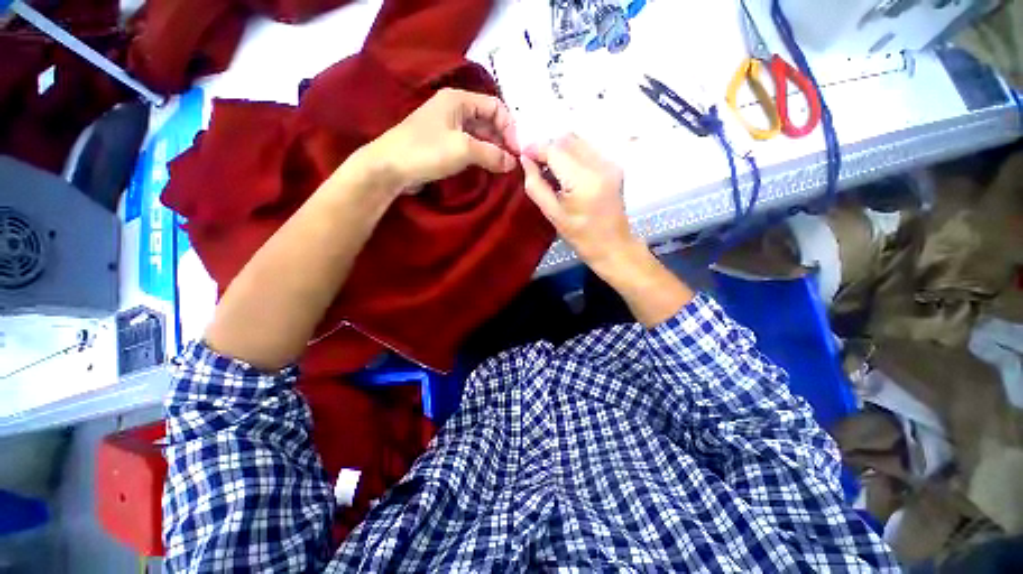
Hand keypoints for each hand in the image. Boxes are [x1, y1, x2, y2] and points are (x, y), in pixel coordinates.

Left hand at [355, 88, 519, 193]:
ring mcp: (447, 128)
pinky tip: (488, 168)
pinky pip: (469, 147)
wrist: (390, 168)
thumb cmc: (426, 151)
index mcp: (458, 100)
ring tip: (504, 168)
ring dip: (493, 150)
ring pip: (479, 135)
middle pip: (488, 121)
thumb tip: (513, 163)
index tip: (517, 151)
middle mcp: (454, 109)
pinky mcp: (443, 145)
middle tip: (513, 162)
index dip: (510, 127)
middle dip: (502, 140)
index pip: (495, 107)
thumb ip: (492, 154)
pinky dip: (481, 156)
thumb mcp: (464, 149)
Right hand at [522, 134, 692, 325]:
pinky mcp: (614, 166)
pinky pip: (587, 150)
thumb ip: (536, 186)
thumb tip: (525, 161)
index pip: (555, 149)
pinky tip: (566, 174)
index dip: (536, 149)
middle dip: (547, 148)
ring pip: (577, 141)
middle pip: (567, 139)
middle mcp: (600, 164)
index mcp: (584, 180)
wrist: (614, 246)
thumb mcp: (553, 215)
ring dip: (560, 151)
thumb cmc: (581, 237)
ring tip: (550, 171)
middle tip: (535, 166)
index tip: (523, 157)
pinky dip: (572, 155)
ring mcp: (610, 163)